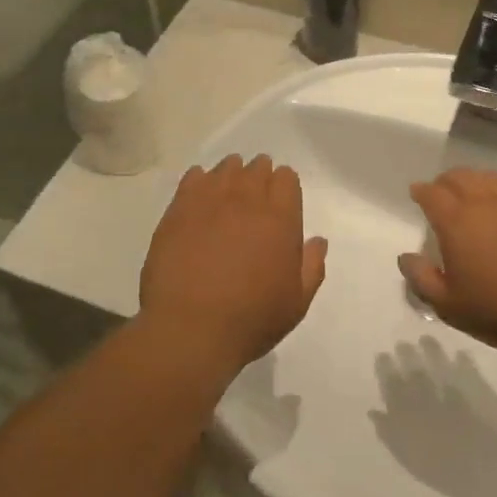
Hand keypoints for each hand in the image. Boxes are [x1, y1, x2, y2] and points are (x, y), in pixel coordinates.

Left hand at [140, 154, 327, 372]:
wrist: (190, 329)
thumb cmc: (251, 319)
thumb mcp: (297, 302)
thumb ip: (312, 266)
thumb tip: (317, 241)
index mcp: (280, 218)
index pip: (286, 178)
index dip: (284, 187)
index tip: (280, 202)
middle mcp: (247, 200)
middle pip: (257, 168)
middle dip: (259, 177)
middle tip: (254, 198)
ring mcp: (210, 201)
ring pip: (225, 168)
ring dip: (231, 175)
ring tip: (227, 194)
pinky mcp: (178, 210)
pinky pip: (193, 178)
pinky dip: (200, 181)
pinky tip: (199, 197)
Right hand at [397, 169, 496, 354]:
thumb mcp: (449, 306)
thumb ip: (421, 278)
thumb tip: (405, 256)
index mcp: (457, 222)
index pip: (432, 194)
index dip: (421, 191)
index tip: (416, 193)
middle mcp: (485, 203)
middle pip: (460, 177)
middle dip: (445, 182)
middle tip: (440, 193)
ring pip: (488, 178)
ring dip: (472, 181)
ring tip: (470, 193)